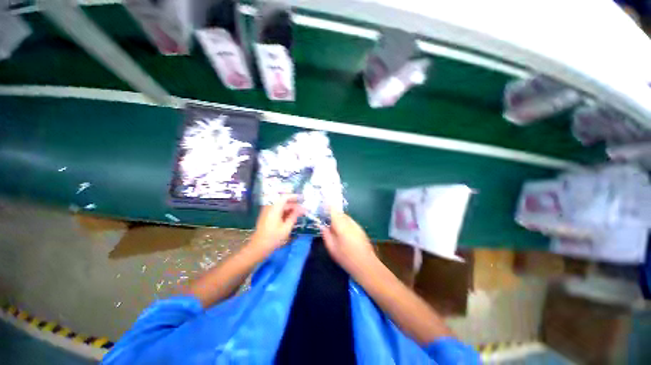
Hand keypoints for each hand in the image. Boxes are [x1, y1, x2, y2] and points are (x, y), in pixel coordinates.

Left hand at [250, 195, 304, 252]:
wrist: (258, 247)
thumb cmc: (273, 238)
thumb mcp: (286, 227)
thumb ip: (294, 216)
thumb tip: (302, 209)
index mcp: (274, 208)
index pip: (285, 197)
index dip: (294, 196)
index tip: (303, 198)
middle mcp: (270, 207)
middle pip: (283, 201)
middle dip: (294, 204)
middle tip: (303, 209)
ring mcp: (267, 211)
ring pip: (281, 206)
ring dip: (290, 208)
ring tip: (299, 213)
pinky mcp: (267, 216)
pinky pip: (277, 210)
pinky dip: (285, 212)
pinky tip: (291, 217)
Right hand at [320, 209, 376, 275]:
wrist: (366, 264)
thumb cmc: (346, 258)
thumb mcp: (332, 248)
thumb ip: (326, 235)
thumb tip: (322, 226)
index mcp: (341, 225)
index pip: (333, 210)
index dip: (327, 206)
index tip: (322, 205)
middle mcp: (349, 222)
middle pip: (339, 213)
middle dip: (332, 214)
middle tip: (326, 220)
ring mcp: (356, 225)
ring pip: (345, 217)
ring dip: (338, 218)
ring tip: (333, 227)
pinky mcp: (360, 229)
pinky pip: (350, 221)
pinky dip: (344, 223)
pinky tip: (343, 232)